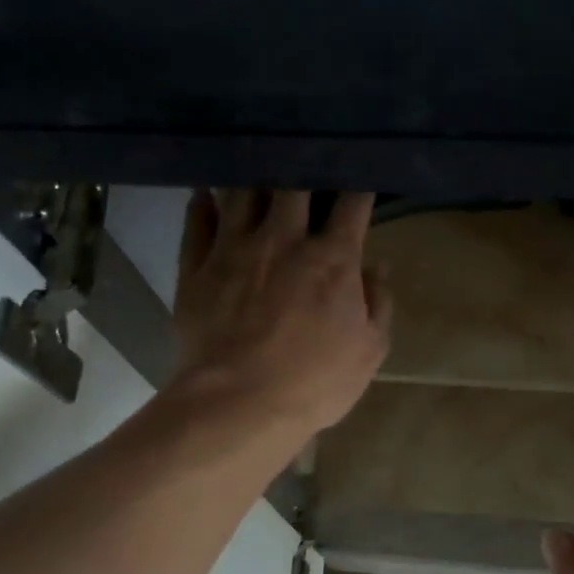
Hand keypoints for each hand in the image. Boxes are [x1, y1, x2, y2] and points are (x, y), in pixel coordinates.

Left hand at [171, 190, 391, 437]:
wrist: (238, 403)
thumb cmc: (315, 382)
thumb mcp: (368, 351)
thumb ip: (378, 304)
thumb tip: (376, 268)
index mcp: (332, 258)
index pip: (351, 203)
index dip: (357, 186)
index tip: (358, 182)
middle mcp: (283, 240)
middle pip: (293, 184)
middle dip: (302, 170)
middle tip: (303, 169)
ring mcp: (234, 250)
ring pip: (242, 193)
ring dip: (253, 179)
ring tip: (256, 169)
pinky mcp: (196, 268)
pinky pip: (196, 223)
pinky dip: (202, 204)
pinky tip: (205, 195)